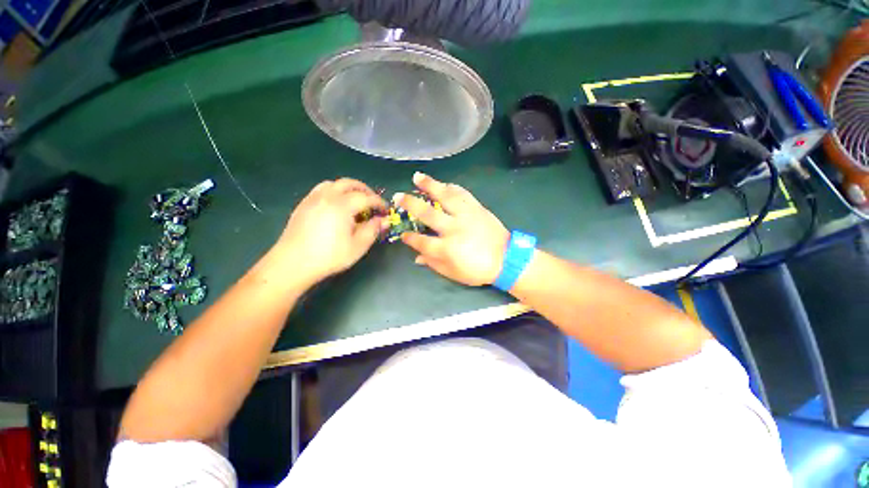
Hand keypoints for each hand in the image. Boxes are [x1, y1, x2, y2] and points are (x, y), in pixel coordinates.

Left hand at [276, 178, 385, 284]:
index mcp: (342, 205)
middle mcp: (327, 196)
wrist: (293, 263)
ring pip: (334, 184)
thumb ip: (373, 230)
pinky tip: (336, 206)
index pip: (366, 198)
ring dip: (348, 189)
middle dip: (365, 190)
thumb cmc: (329, 256)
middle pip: (350, 184)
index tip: (386, 210)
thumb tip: (384, 220)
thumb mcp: (358, 246)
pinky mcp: (303, 205)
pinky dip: (334, 191)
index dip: (379, 203)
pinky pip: (321, 190)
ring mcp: (313, 199)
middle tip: (373, 202)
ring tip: (355, 201)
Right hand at [396, 173, 508, 285]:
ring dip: (430, 185)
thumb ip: (434, 264)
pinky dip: (452, 188)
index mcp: (447, 248)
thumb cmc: (479, 269)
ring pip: (445, 196)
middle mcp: (453, 228)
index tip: (403, 234)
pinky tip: (445, 184)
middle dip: (410, 204)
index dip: (410, 238)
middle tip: (398, 196)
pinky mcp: (477, 208)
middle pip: (427, 213)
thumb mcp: (454, 274)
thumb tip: (417, 258)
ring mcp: (466, 216)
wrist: (507, 259)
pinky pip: (463, 194)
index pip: (421, 241)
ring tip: (417, 177)